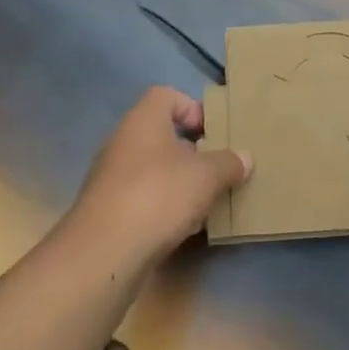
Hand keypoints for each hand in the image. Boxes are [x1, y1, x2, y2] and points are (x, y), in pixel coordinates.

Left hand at [64, 87, 251, 266]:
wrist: (103, 254)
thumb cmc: (158, 195)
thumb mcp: (207, 176)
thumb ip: (229, 163)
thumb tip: (244, 158)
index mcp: (143, 121)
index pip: (166, 96)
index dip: (192, 108)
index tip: (213, 132)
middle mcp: (123, 144)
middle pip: (162, 136)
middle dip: (192, 152)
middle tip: (217, 168)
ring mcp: (112, 179)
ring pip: (154, 171)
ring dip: (181, 183)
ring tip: (207, 202)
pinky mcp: (109, 213)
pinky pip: (144, 200)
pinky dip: (165, 209)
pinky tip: (185, 229)